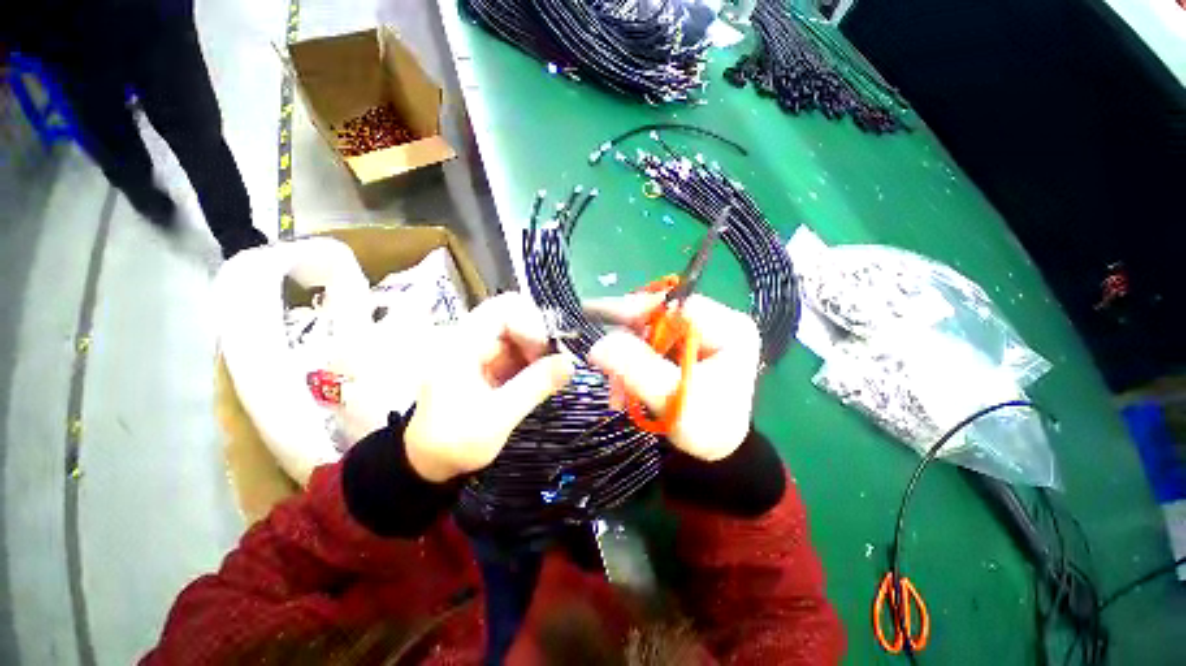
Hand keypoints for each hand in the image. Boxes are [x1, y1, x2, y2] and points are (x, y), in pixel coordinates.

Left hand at [404, 293, 575, 481]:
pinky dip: (535, 362)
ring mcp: (481, 351)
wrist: (429, 462)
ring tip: (552, 375)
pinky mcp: (490, 364)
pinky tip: (542, 379)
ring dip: (540, 351)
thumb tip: (571, 363)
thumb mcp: (496, 418)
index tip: (546, 353)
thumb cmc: (454, 442)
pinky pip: (519, 351)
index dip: (531, 324)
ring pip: (521, 334)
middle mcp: (472, 339)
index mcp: (461, 345)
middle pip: (515, 317)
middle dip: (540, 338)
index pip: (502, 309)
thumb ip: (534, 387)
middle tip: (555, 364)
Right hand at [587, 294, 759, 461]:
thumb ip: (638, 368)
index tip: (607, 330)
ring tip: (617, 393)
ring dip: (625, 359)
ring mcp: (696, 334)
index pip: (678, 304)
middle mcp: (714, 323)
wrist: (715, 453)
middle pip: (660, 317)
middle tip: (604, 367)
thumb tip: (598, 344)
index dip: (640, 313)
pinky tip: (623, 388)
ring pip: (648, 331)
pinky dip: (630, 364)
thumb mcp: (674, 399)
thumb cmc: (707, 429)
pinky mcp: (681, 346)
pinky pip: (647, 345)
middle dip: (628, 344)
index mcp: (729, 328)